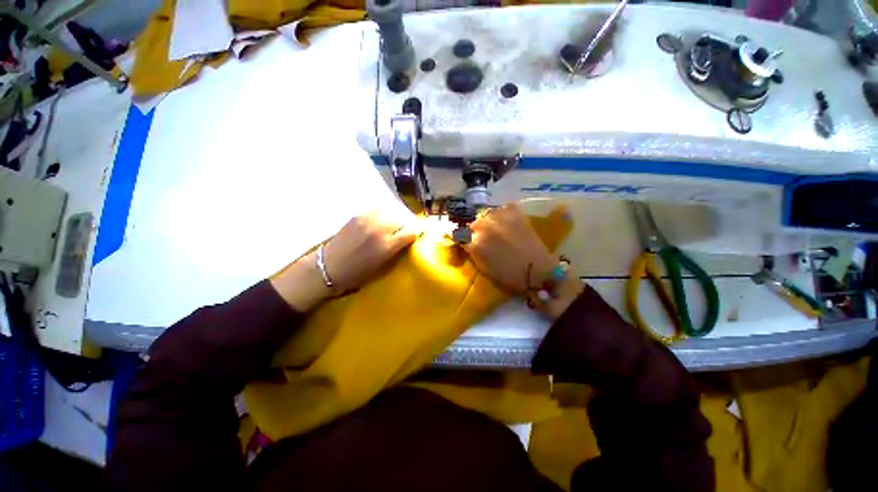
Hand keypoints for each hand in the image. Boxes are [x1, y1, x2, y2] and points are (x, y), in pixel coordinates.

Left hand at [321, 213, 417, 292]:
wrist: (328, 267)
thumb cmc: (357, 273)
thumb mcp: (382, 265)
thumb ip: (396, 249)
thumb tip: (407, 237)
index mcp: (387, 246)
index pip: (411, 232)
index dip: (416, 232)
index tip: (416, 234)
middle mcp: (380, 229)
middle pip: (403, 218)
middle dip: (408, 223)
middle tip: (406, 228)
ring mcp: (368, 219)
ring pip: (391, 209)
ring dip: (397, 215)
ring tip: (395, 221)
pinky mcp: (359, 214)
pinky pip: (378, 207)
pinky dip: (385, 210)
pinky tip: (383, 216)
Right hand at [463, 204, 556, 293]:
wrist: (538, 270)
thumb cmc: (509, 275)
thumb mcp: (484, 268)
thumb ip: (473, 253)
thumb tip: (467, 243)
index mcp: (475, 244)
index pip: (458, 236)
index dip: (460, 239)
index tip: (462, 241)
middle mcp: (484, 227)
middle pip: (472, 224)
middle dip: (475, 231)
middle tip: (482, 238)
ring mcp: (499, 217)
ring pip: (486, 215)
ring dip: (488, 222)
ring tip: (495, 229)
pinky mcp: (514, 212)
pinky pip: (503, 208)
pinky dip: (503, 214)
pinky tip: (506, 221)